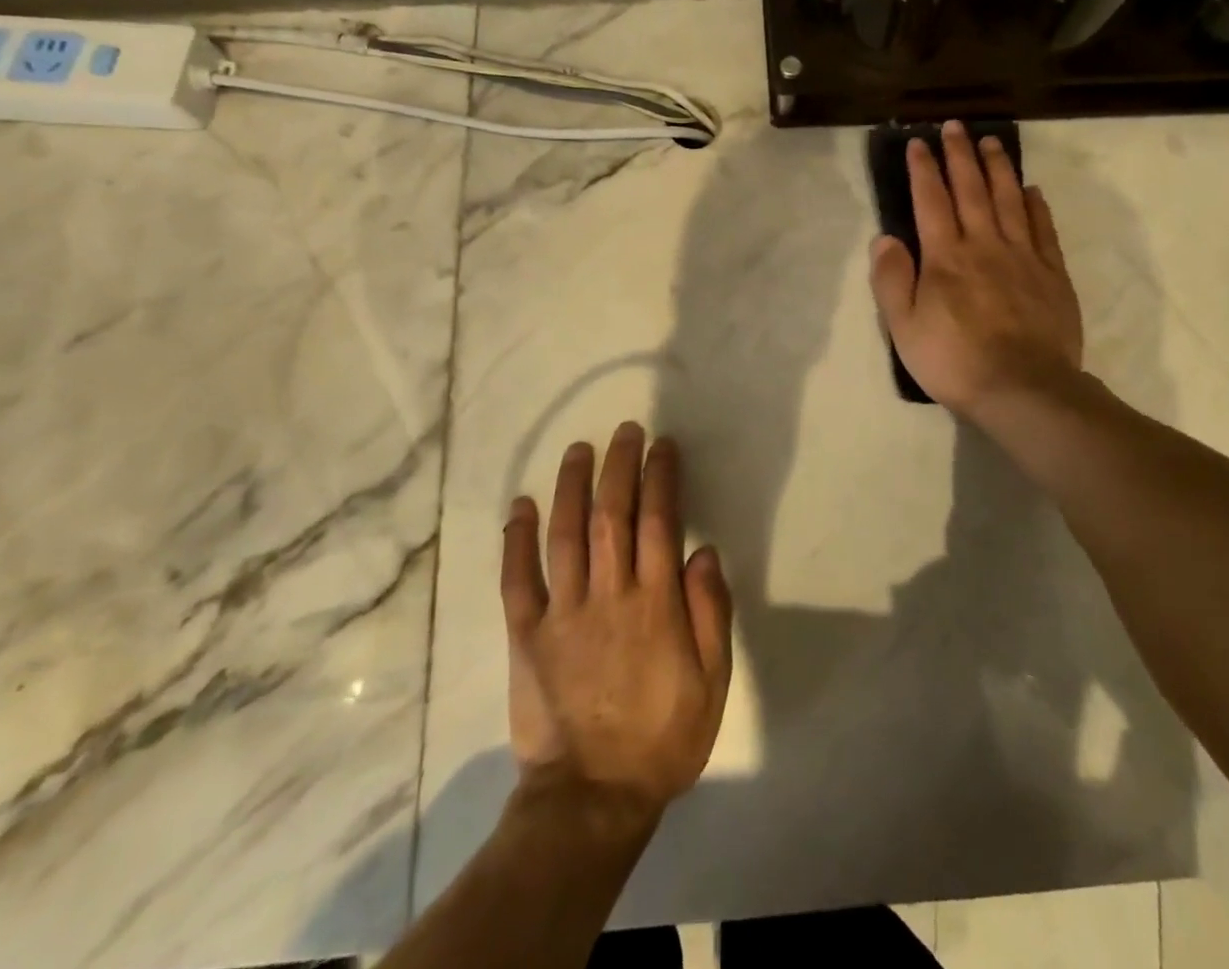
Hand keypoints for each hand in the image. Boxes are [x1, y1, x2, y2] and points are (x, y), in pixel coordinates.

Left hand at [501, 423, 733, 822]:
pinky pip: (517, 579)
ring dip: (571, 486)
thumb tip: (703, 551)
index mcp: (654, 605)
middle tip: (625, 431)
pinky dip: (516, 539)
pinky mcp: (527, 635)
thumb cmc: (661, 738)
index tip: (662, 446)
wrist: (591, 798)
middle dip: (619, 466)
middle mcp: (608, 596)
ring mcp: (563, 613)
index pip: (659, 522)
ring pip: (564, 534)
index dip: (660, 477)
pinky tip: (521, 505)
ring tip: (579, 449)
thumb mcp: (712, 683)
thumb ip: (710, 614)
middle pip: (611, 515)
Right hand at [869, 119, 1087, 422]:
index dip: (923, 170)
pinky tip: (1031, 190)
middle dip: (961, 155)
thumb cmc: (954, 360)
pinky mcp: (1052, 274)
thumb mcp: (904, 327)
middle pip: (971, 190)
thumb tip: (884, 237)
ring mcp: (1023, 257)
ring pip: (1009, 200)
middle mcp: (984, 245)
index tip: (918, 142)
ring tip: (993, 141)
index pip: (931, 201)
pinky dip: (1035, 206)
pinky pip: (1043, 230)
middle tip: (957, 125)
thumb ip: (892, 280)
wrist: (1023, 389)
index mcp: (945, 257)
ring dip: (999, 168)